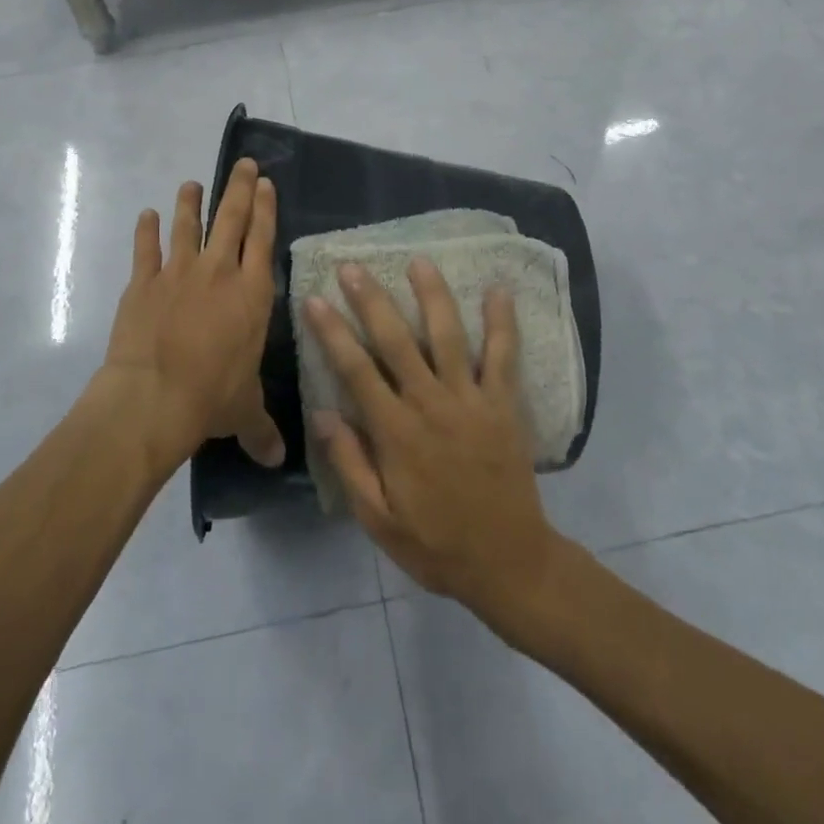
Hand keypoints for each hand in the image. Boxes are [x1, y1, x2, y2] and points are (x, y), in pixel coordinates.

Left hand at [101, 158, 285, 470]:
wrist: (153, 397)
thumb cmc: (210, 397)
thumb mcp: (243, 412)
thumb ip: (261, 429)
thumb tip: (279, 461)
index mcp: (252, 294)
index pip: (263, 239)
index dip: (265, 208)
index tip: (265, 183)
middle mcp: (220, 272)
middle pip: (231, 218)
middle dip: (239, 188)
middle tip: (243, 163)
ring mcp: (179, 272)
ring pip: (187, 225)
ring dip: (190, 201)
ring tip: (192, 182)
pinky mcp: (143, 282)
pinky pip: (146, 248)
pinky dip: (145, 230)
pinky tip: (145, 214)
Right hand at [306, 260, 567, 635]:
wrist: (508, 563)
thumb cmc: (436, 543)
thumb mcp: (378, 518)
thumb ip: (349, 464)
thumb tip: (319, 413)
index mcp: (396, 432)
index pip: (356, 370)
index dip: (332, 332)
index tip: (315, 299)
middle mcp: (430, 404)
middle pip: (396, 341)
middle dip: (371, 300)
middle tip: (353, 266)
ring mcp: (471, 399)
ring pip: (447, 336)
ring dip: (432, 296)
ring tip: (419, 261)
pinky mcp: (504, 404)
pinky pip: (503, 355)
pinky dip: (501, 322)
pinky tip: (498, 290)